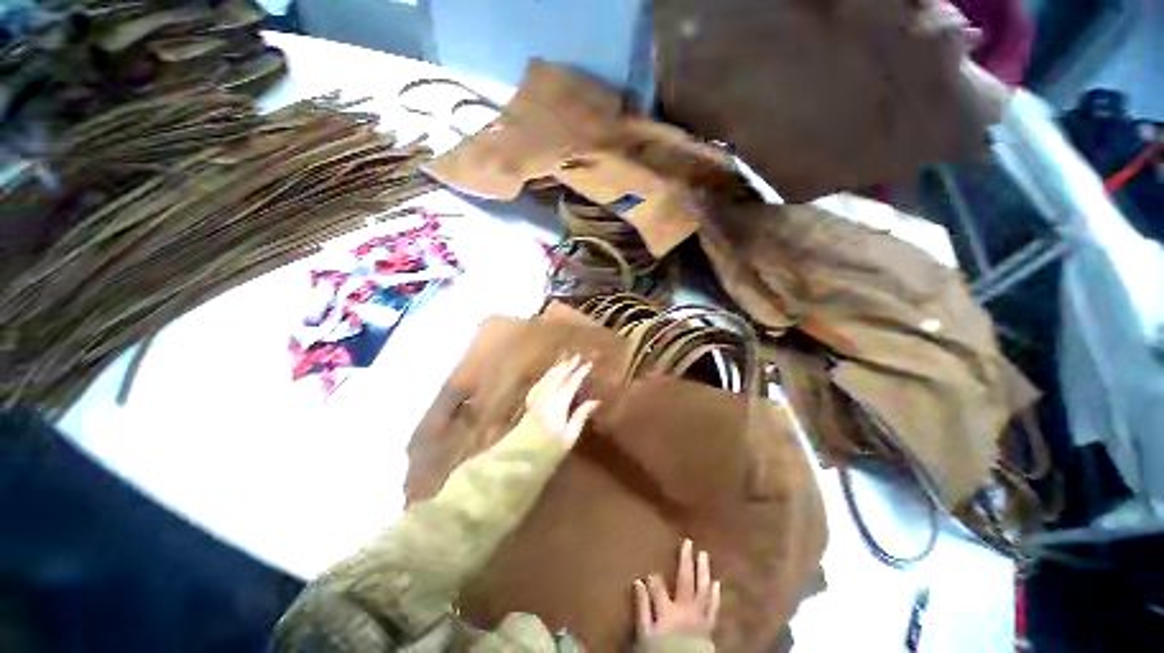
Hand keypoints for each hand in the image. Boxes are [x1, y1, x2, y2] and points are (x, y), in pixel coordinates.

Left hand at [521, 355, 599, 449]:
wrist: (518, 459)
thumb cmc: (548, 451)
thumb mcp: (569, 437)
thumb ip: (580, 416)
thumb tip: (595, 401)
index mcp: (558, 405)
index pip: (571, 384)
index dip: (580, 373)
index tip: (589, 364)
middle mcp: (546, 398)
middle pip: (558, 378)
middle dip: (568, 366)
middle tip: (577, 356)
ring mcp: (536, 400)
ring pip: (547, 379)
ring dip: (556, 369)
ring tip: (564, 362)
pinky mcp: (530, 405)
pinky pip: (538, 385)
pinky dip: (545, 377)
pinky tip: (546, 377)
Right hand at [635, 539, 720, 639]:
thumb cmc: (660, 650)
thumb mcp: (644, 633)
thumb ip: (642, 607)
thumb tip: (638, 581)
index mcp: (667, 609)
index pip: (657, 585)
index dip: (653, 577)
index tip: (649, 572)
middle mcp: (685, 609)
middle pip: (685, 580)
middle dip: (686, 560)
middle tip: (688, 542)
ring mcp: (699, 616)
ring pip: (702, 590)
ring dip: (703, 571)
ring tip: (703, 555)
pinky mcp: (708, 626)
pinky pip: (713, 608)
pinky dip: (715, 595)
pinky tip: (716, 583)